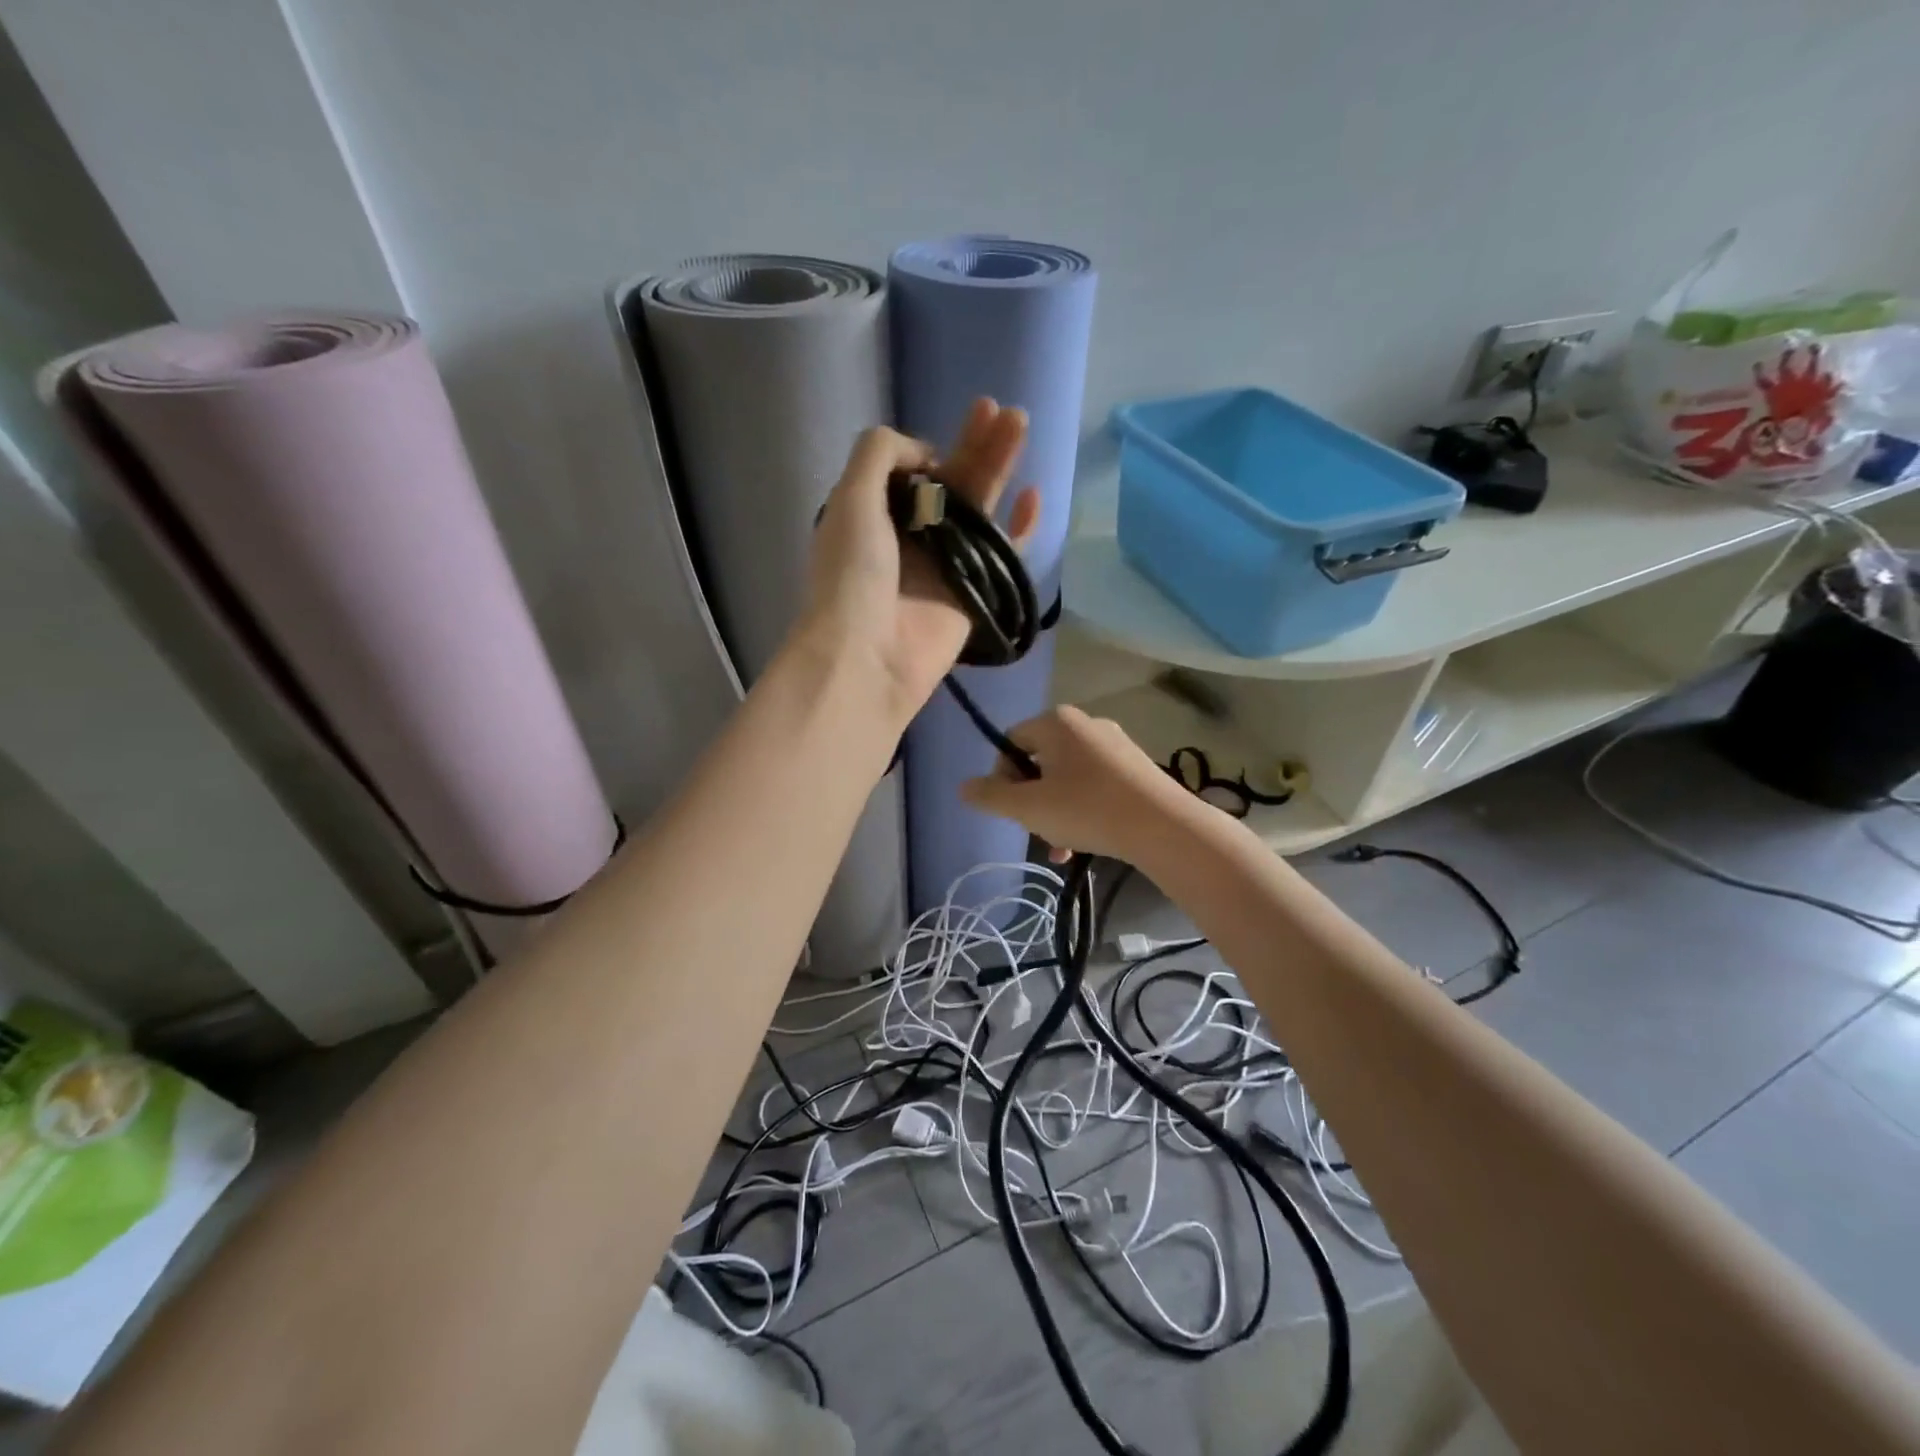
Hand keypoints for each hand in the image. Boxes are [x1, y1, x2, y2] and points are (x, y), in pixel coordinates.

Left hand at [800, 400, 1037, 722]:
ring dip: (999, 467)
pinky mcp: (974, 593)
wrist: (869, 656)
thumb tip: (924, 454)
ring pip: (980, 509)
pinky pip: (1004, 554)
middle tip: (1001, 410)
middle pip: (952, 484)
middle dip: (974, 445)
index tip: (937, 449)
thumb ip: (879, 455)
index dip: (927, 452)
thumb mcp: (851, 498)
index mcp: (875, 516)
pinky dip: (1020, 528)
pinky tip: (1035, 496)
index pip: (909, 474)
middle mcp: (911, 538)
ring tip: (1020, 423)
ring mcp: (945, 565)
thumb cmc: (853, 575)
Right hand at [961, 706, 1209, 862]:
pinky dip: (1084, 809)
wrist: (1162, 826)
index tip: (1011, 810)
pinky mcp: (1135, 766)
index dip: (1001, 778)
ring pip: (1067, 777)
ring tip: (1061, 847)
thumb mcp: (1028, 807)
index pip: (1010, 743)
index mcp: (1056, 722)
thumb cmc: (1086, 809)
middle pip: (1039, 761)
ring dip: (1056, 811)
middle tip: (1037, 830)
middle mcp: (1085, 723)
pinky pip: (1095, 784)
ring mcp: (1114, 744)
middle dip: (1031, 799)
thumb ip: (990, 796)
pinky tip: (1086, 842)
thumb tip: (963, 787)